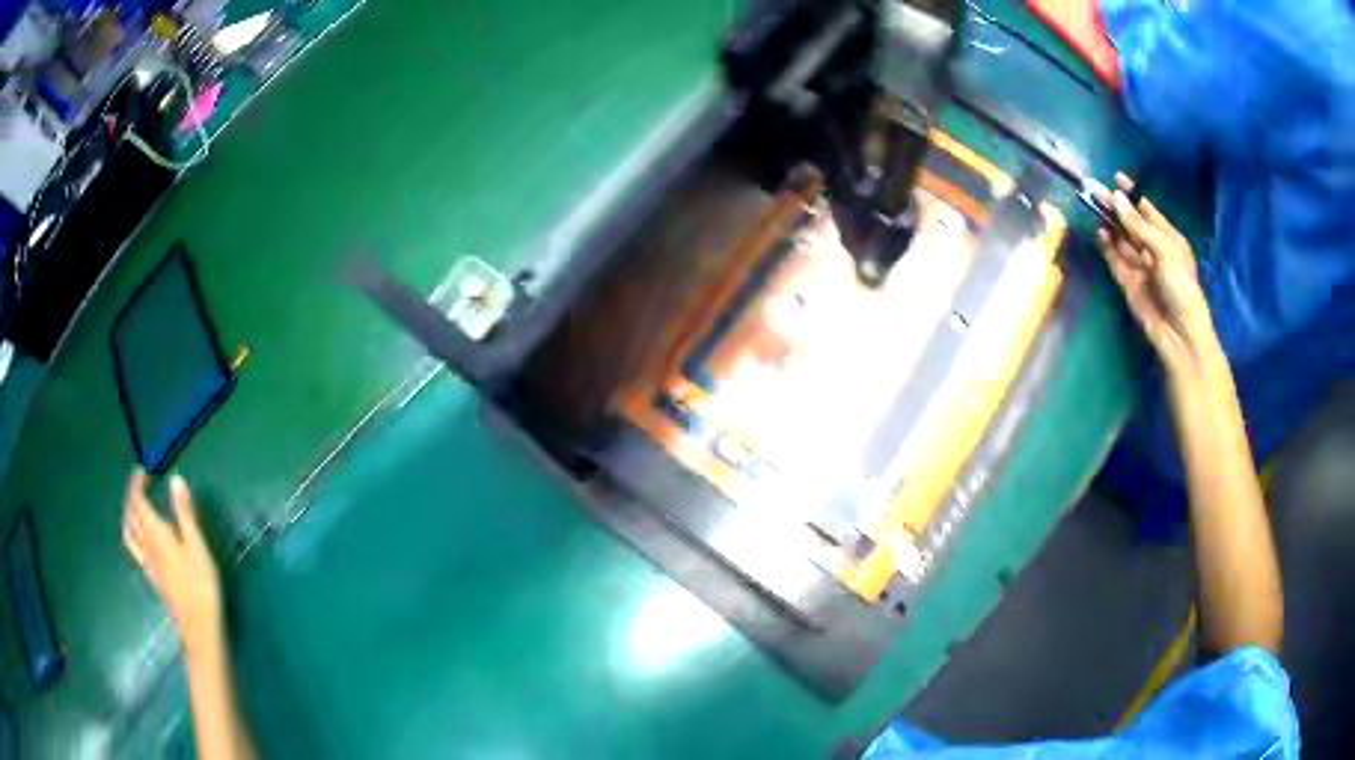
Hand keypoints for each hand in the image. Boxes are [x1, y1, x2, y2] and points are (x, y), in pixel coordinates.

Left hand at [122, 469, 223, 655]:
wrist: (199, 625)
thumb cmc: (200, 583)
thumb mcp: (196, 545)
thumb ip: (184, 513)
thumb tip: (175, 479)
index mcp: (155, 532)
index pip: (137, 501)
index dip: (137, 483)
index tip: (144, 470)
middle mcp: (145, 544)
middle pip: (130, 515)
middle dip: (131, 495)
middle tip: (141, 484)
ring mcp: (146, 562)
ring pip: (128, 532)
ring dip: (128, 514)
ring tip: (136, 507)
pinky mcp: (151, 575)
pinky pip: (134, 547)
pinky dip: (133, 532)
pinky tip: (142, 537)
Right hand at [1092, 173, 1216, 369]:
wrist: (1179, 334)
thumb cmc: (1181, 287)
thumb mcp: (1165, 250)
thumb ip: (1139, 225)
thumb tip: (1117, 199)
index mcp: (1168, 238)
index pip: (1147, 209)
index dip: (1133, 194)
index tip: (1116, 177)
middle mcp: (1153, 248)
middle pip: (1130, 222)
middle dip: (1114, 205)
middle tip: (1093, 188)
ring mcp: (1140, 266)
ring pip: (1121, 238)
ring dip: (1108, 223)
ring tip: (1091, 205)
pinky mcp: (1128, 282)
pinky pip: (1115, 259)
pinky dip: (1107, 246)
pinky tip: (1100, 233)